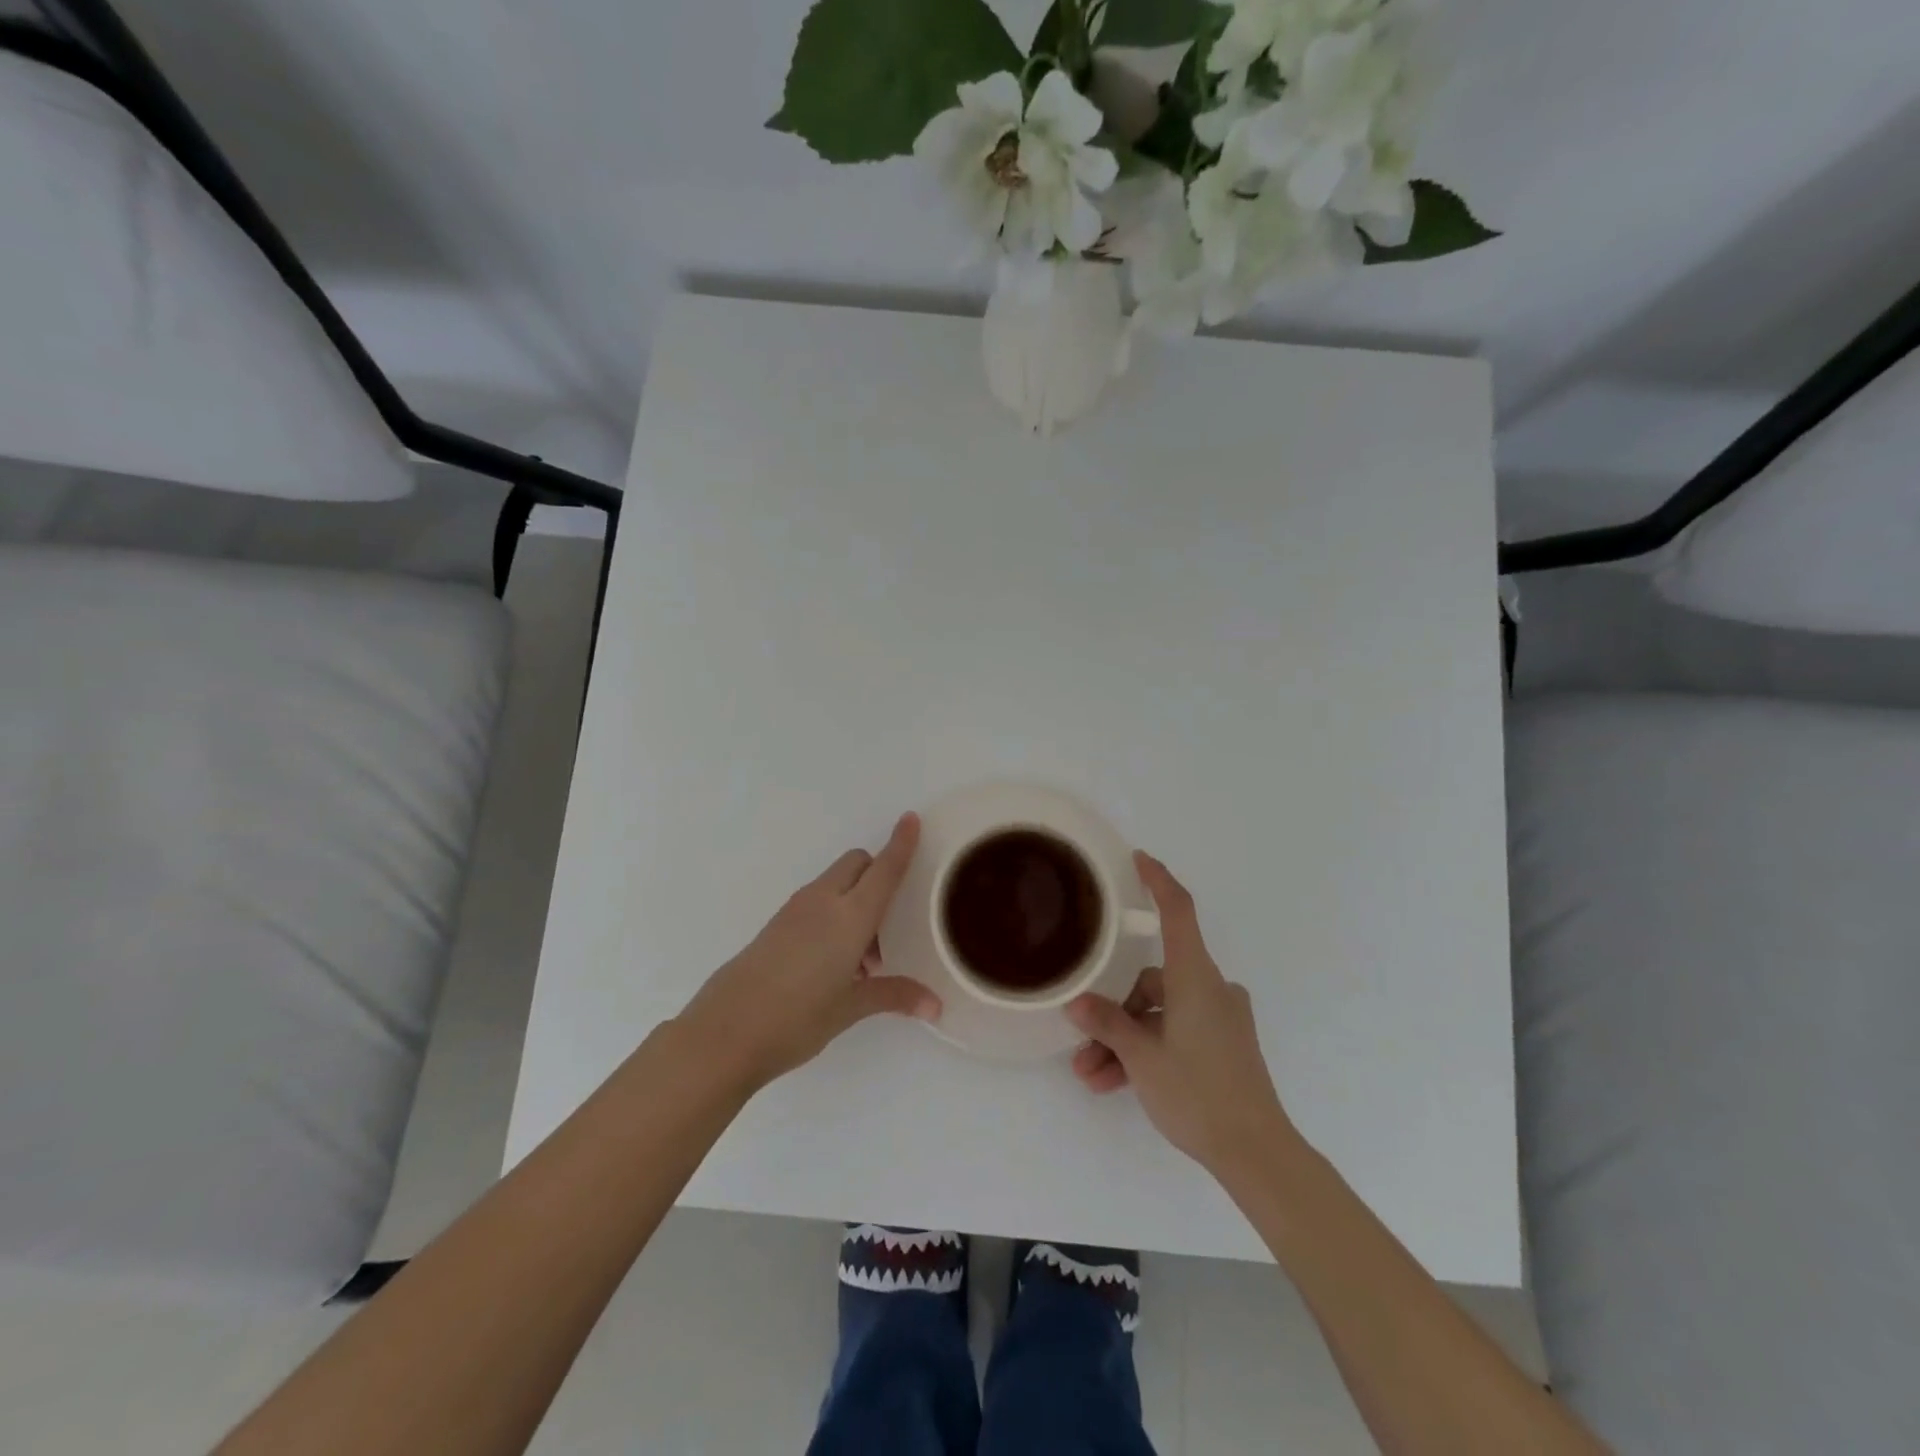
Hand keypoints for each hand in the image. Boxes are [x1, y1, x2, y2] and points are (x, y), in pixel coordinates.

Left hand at [679, 813, 940, 1092]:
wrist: (724, 1032)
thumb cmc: (796, 1019)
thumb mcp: (850, 1008)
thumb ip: (894, 996)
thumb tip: (936, 1006)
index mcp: (849, 916)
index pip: (884, 869)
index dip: (900, 844)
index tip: (911, 819)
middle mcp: (823, 902)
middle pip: (858, 864)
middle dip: (878, 874)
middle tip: (888, 926)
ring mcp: (795, 910)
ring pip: (836, 883)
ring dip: (856, 901)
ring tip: (862, 961)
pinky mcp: (777, 924)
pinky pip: (816, 902)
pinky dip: (834, 915)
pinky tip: (833, 965)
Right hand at [1067, 852, 1293, 1176]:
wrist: (1256, 1153)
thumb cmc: (1199, 1092)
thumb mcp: (1142, 1057)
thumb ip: (1107, 1024)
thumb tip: (1076, 1003)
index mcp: (1196, 977)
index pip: (1178, 912)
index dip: (1158, 881)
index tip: (1139, 859)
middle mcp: (1210, 989)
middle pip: (1151, 982)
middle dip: (1114, 1012)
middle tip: (1082, 1045)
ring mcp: (1219, 1018)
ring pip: (1159, 1014)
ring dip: (1124, 1041)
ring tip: (1092, 1076)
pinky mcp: (1223, 1044)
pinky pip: (1174, 1033)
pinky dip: (1147, 1051)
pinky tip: (1115, 1083)